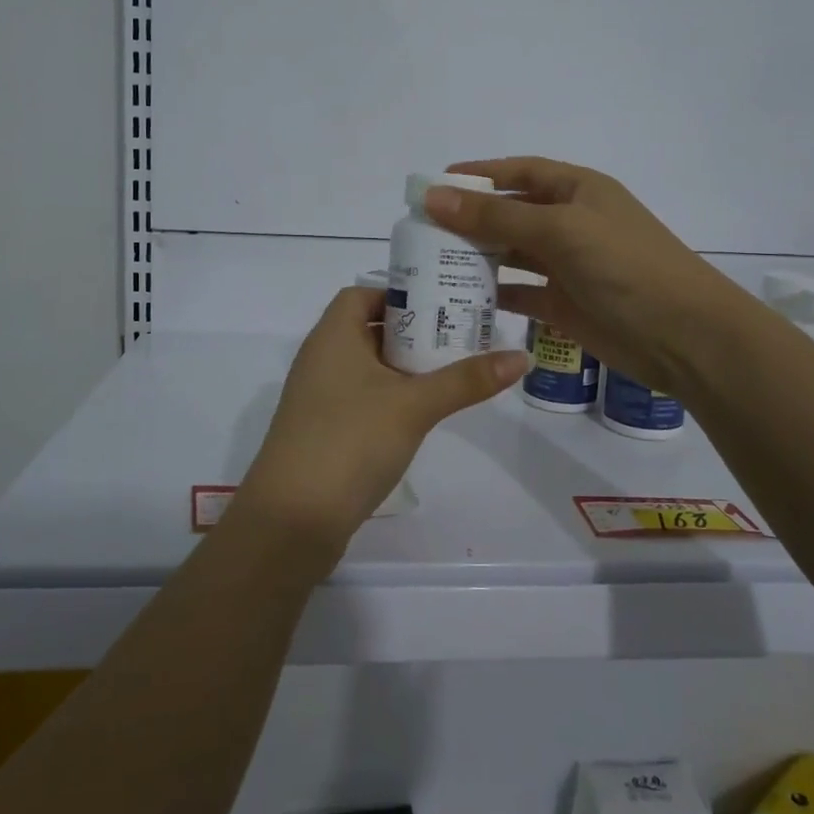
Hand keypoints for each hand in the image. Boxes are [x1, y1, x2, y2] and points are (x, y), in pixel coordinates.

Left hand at [229, 286, 527, 560]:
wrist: (292, 520)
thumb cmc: (351, 441)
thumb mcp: (415, 405)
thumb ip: (466, 379)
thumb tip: (521, 356)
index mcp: (332, 337)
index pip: (361, 294)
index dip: (398, 294)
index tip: (440, 305)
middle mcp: (320, 360)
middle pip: (368, 329)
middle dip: (412, 332)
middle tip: (459, 336)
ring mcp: (318, 398)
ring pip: (366, 368)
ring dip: (403, 368)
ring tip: (450, 372)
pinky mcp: (322, 432)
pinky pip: (360, 399)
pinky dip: (389, 398)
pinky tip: (420, 415)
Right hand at [423, 157, 734, 395]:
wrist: (684, 336)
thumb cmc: (625, 266)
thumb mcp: (560, 230)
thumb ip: (497, 215)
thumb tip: (435, 196)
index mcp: (578, 191)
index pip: (520, 171)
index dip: (479, 175)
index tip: (435, 184)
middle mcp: (571, 223)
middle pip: (511, 212)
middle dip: (470, 218)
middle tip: (421, 231)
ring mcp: (568, 266)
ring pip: (512, 253)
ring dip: (477, 256)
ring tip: (431, 264)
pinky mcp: (565, 305)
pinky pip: (520, 292)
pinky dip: (494, 294)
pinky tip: (461, 299)